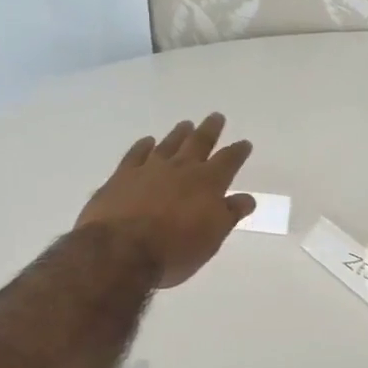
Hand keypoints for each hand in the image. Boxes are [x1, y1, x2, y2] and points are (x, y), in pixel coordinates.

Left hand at [75, 114, 254, 288]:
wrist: (120, 251)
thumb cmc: (175, 250)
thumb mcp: (212, 239)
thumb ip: (229, 215)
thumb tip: (247, 198)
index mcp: (208, 183)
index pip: (228, 161)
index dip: (238, 151)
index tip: (244, 143)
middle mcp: (181, 168)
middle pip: (199, 143)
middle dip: (210, 130)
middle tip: (216, 117)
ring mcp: (149, 169)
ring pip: (169, 144)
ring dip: (179, 134)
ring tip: (186, 124)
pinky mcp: (122, 176)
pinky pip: (136, 154)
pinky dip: (143, 146)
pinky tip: (147, 141)